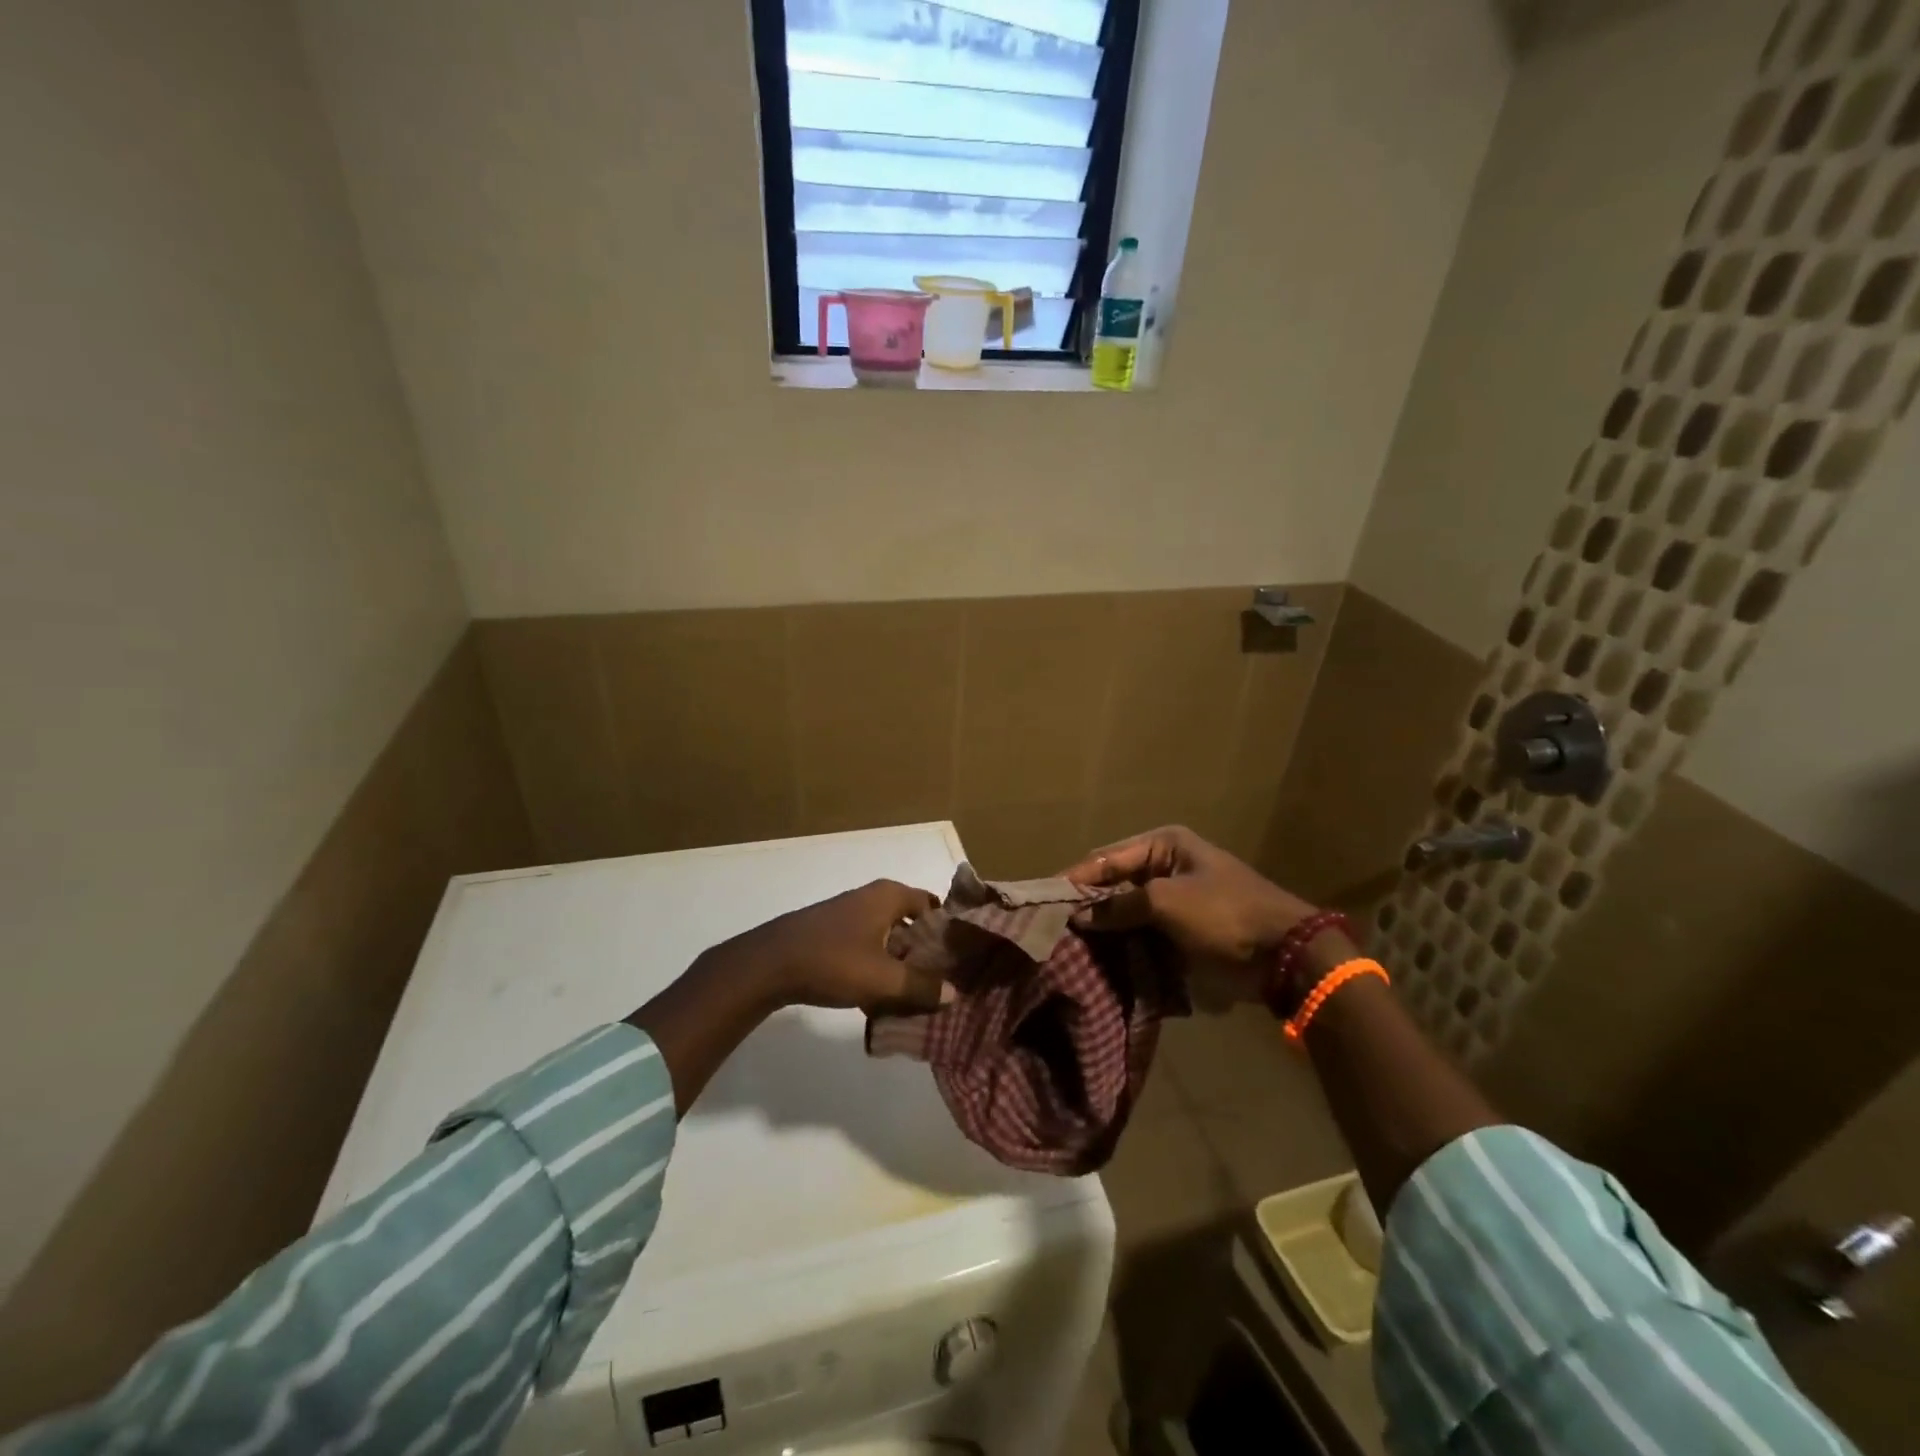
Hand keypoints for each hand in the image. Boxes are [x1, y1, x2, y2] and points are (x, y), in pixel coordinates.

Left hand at [715, 879, 949, 1013]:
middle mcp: (873, 898)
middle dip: (926, 953)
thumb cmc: (833, 960)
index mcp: (890, 896)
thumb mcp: (883, 979)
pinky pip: (869, 948)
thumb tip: (954, 993)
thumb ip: (921, 987)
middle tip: (944, 983)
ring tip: (917, 996)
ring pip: (890, 939)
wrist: (769, 964)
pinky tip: (882, 998)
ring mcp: (851, 915)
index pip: (933, 905)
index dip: (948, 930)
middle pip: (912, 923)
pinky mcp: (834, 934)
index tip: (962, 958)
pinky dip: (879, 968)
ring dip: (901, 964)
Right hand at [1060, 826, 1326, 1003]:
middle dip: (1087, 902)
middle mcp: (1166, 865)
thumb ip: (1118, 907)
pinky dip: (1123, 941)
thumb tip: (1077, 916)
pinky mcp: (1182, 927)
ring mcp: (1175, 898)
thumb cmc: (1224, 914)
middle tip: (1051, 923)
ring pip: (1126, 909)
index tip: (1044, 898)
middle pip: (1115, 881)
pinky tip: (1098, 956)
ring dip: (1103, 925)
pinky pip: (1143, 930)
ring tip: (1067, 943)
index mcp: (1165, 844)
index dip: (1076, 877)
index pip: (1108, 857)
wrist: (1284, 953)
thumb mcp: (1166, 903)